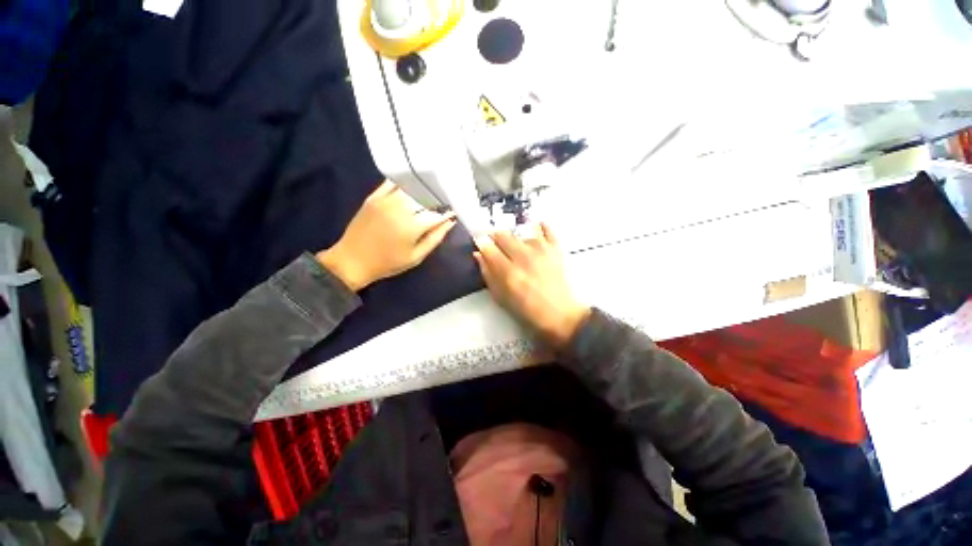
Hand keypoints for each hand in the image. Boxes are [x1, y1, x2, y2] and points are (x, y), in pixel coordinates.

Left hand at [317, 180, 456, 290]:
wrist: (352, 260)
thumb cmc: (388, 263)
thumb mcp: (416, 257)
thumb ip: (435, 238)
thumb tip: (450, 222)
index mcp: (412, 226)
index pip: (437, 213)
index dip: (447, 213)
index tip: (453, 213)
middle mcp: (400, 208)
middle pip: (426, 197)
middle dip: (437, 200)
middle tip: (443, 203)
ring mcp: (385, 200)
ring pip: (411, 188)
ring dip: (423, 191)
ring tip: (430, 195)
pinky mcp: (374, 197)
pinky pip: (393, 183)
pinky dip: (405, 183)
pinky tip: (412, 187)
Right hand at [474, 224, 590, 348]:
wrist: (561, 315)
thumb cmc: (527, 311)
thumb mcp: (501, 298)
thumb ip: (488, 274)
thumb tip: (478, 254)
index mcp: (508, 273)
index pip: (488, 247)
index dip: (482, 244)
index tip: (481, 246)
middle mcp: (523, 257)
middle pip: (502, 235)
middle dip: (496, 239)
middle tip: (498, 249)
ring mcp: (541, 250)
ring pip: (521, 232)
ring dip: (516, 239)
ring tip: (518, 250)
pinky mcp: (555, 249)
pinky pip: (546, 229)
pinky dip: (539, 228)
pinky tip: (535, 232)